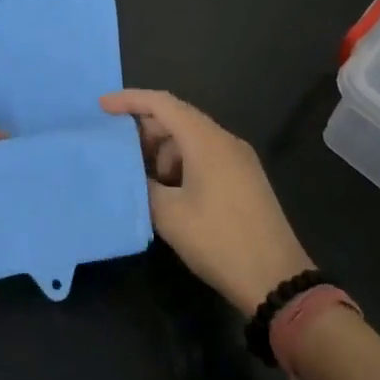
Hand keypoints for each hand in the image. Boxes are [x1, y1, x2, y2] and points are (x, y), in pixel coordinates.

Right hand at [101, 90, 312, 313]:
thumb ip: (143, 185)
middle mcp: (224, 140)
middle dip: (144, 130)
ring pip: (191, 139)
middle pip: (177, 118)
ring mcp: (238, 159)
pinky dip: (181, 164)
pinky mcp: (245, 179)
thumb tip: (133, 174)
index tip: (102, 107)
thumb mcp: (169, 215)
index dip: (129, 100)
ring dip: (163, 152)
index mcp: (206, 140)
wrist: (277, 279)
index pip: (162, 103)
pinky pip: (205, 156)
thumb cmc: (219, 240)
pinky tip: (167, 192)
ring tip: (142, 179)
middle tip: (118, 151)